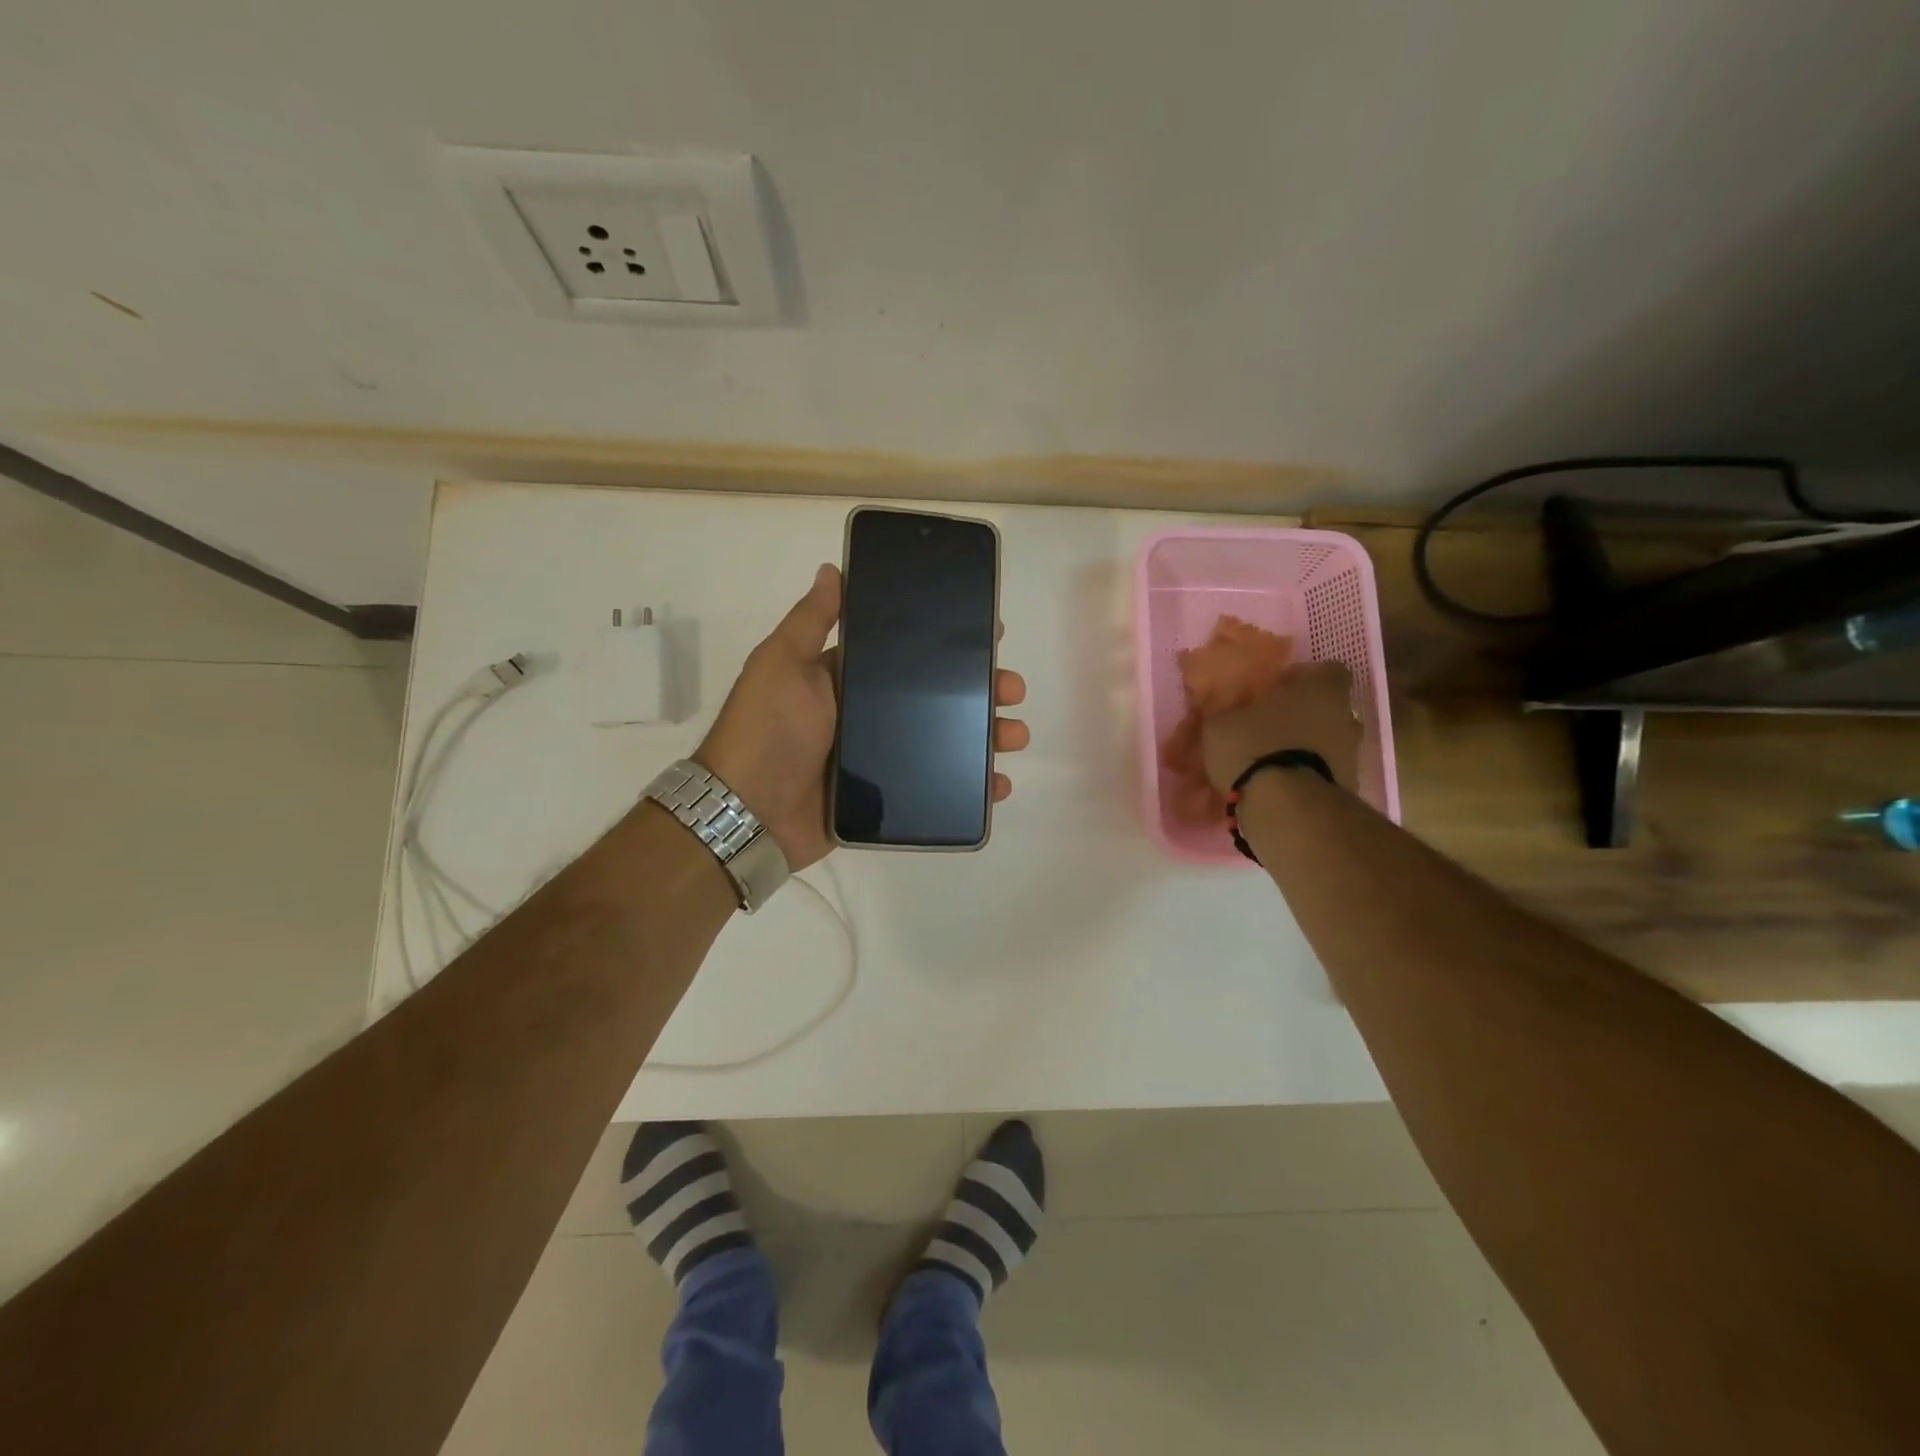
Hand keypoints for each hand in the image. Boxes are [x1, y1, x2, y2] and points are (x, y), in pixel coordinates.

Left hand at [695, 564, 1030, 870]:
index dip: (948, 646)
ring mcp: (879, 759)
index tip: (988, 636)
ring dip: (984, 736)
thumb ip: (811, 621)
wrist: (747, 814)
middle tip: (1012, 689)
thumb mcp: (781, 664)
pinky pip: (937, 788)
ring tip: (1014, 735)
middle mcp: (867, 714)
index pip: (908, 655)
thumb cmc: (766, 731)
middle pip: (936, 698)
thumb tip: (833, 568)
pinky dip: (971, 787)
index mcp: (847, 679)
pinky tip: (999, 783)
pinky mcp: (886, 799)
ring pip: (944, 741)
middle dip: (980, 691)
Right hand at [1199, 660, 1361, 794]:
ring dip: (1309, 748)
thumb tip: (1228, 713)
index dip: (1305, 678)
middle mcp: (1346, 716)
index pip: (1328, 670)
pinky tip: (1281, 787)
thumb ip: (1230, 712)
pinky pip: (1326, 772)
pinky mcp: (1348, 788)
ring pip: (1331, 742)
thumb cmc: (1254, 747)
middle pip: (1331, 709)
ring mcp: (1352, 754)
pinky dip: (1308, 776)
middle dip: (1307, 716)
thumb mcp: (1221, 724)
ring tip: (1275, 762)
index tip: (1279, 690)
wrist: (1284, 806)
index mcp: (1320, 689)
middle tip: (1274, 726)